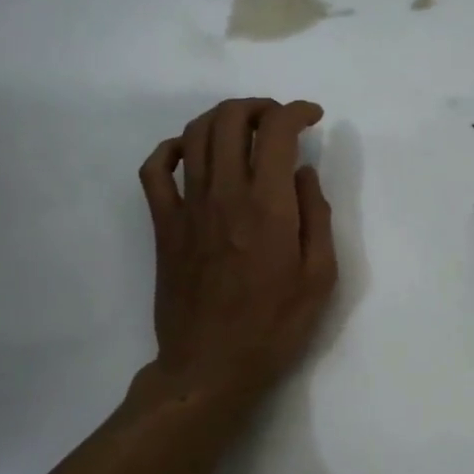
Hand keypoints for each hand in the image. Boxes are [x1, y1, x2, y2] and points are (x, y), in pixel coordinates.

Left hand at [140, 98, 337, 400]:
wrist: (211, 366)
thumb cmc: (274, 326)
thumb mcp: (320, 277)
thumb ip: (316, 217)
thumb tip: (304, 174)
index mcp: (267, 205)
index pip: (277, 131)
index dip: (296, 111)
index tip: (313, 117)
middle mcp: (224, 193)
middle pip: (231, 119)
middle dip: (259, 107)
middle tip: (279, 121)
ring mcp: (187, 207)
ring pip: (194, 135)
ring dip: (222, 118)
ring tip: (244, 129)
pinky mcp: (164, 225)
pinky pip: (154, 170)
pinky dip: (170, 148)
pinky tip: (190, 153)